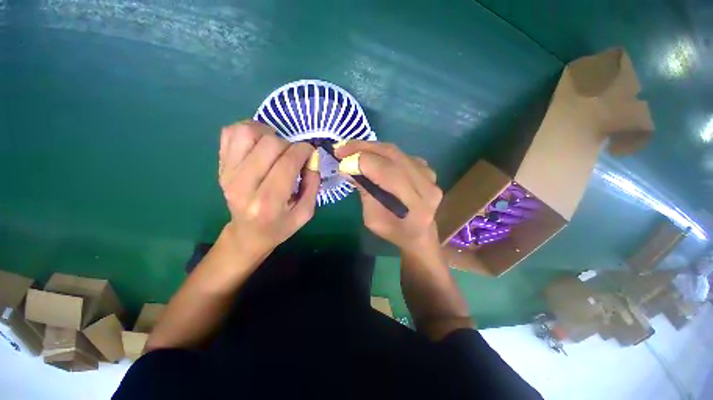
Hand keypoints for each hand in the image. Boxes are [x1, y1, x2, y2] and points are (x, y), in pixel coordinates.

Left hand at [218, 121, 319, 263]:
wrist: (248, 233)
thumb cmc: (280, 225)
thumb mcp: (306, 212)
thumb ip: (313, 184)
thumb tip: (312, 158)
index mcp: (267, 202)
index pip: (287, 163)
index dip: (303, 151)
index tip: (310, 152)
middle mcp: (243, 185)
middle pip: (269, 144)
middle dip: (289, 144)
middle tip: (294, 154)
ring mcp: (228, 173)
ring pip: (247, 132)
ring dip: (268, 133)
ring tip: (277, 145)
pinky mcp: (221, 166)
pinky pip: (230, 133)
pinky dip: (248, 129)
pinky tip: (260, 142)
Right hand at [335, 141, 441, 253]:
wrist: (419, 233)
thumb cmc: (394, 231)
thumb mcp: (372, 219)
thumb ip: (364, 192)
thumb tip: (349, 167)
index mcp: (415, 204)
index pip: (387, 172)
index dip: (362, 162)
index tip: (341, 160)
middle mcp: (427, 185)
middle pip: (392, 155)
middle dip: (363, 148)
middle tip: (342, 148)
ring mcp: (430, 174)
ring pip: (396, 151)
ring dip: (371, 148)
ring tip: (353, 150)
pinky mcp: (427, 169)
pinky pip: (400, 154)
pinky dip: (383, 153)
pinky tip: (371, 157)